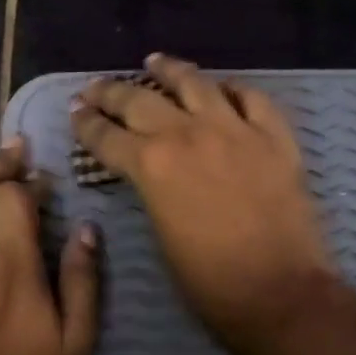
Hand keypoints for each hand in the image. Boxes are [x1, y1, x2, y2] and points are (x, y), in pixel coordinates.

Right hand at [71, 54, 335, 354]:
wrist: (280, 293)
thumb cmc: (210, 283)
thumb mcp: (161, 235)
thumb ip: (152, 193)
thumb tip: (150, 174)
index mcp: (152, 166)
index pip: (107, 136)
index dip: (86, 123)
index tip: (75, 111)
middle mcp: (189, 135)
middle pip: (141, 101)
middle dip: (112, 92)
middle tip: (96, 87)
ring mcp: (236, 130)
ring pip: (196, 84)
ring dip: (170, 71)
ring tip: (154, 62)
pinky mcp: (275, 137)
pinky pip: (252, 98)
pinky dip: (233, 89)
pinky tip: (222, 87)